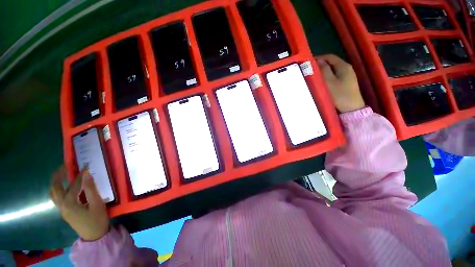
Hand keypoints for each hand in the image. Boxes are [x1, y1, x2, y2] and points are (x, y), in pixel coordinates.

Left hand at [50, 165, 109, 240]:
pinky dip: (59, 189)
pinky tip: (66, 187)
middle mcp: (62, 205)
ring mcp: (62, 209)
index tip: (85, 165)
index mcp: (70, 203)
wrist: (94, 236)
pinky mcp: (65, 212)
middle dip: (57, 176)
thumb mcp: (97, 204)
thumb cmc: (97, 219)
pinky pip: (58, 198)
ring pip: (54, 194)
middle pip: (55, 188)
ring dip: (56, 182)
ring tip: (62, 174)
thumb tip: (87, 174)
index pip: (74, 185)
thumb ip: (91, 189)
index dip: (80, 174)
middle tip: (64, 166)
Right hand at [315, 54, 364, 112]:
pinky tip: (322, 81)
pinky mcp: (346, 82)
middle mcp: (347, 68)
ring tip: (314, 75)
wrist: (351, 109)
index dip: (319, 58)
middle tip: (310, 69)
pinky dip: (327, 75)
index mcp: (343, 66)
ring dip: (324, 70)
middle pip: (332, 62)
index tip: (309, 62)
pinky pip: (335, 75)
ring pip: (333, 69)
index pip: (330, 57)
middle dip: (321, 64)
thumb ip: (324, 70)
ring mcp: (348, 75)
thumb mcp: (329, 82)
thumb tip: (318, 60)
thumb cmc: (339, 95)